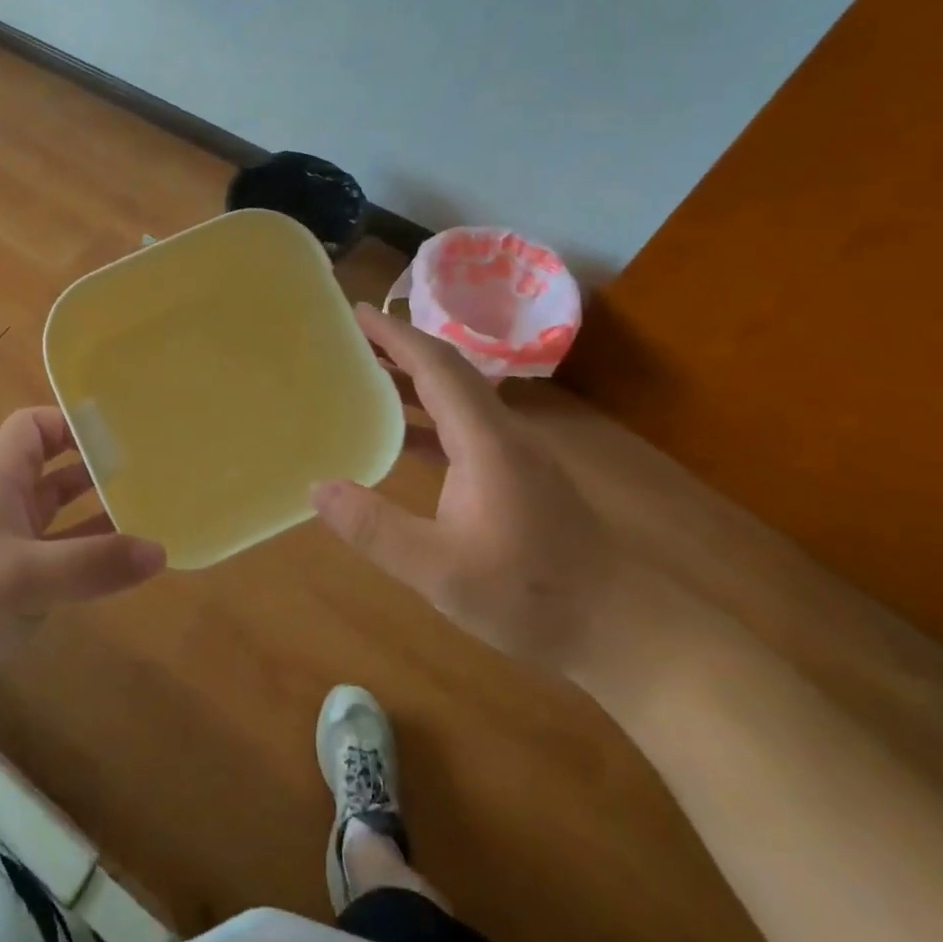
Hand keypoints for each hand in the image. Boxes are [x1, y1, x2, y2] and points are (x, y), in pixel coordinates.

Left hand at [0, 407, 165, 730]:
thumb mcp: (24, 579)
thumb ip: (92, 563)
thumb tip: (160, 550)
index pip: (32, 428)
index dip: (68, 422)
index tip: (116, 433)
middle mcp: (7, 507)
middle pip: (55, 468)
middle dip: (97, 464)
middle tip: (150, 468)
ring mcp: (14, 547)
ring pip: (64, 513)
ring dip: (101, 508)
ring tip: (152, 508)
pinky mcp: (21, 585)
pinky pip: (66, 554)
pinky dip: (95, 551)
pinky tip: (130, 560)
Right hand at [310, 303, 627, 678]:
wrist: (624, 630)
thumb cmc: (532, 595)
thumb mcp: (440, 571)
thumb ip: (376, 529)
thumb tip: (317, 487)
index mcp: (486, 441)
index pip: (436, 368)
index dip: (396, 336)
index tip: (357, 311)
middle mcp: (502, 434)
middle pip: (448, 372)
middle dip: (400, 348)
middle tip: (351, 337)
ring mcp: (514, 455)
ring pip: (457, 399)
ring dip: (412, 381)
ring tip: (365, 376)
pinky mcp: (518, 477)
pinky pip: (463, 428)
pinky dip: (427, 418)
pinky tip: (401, 438)